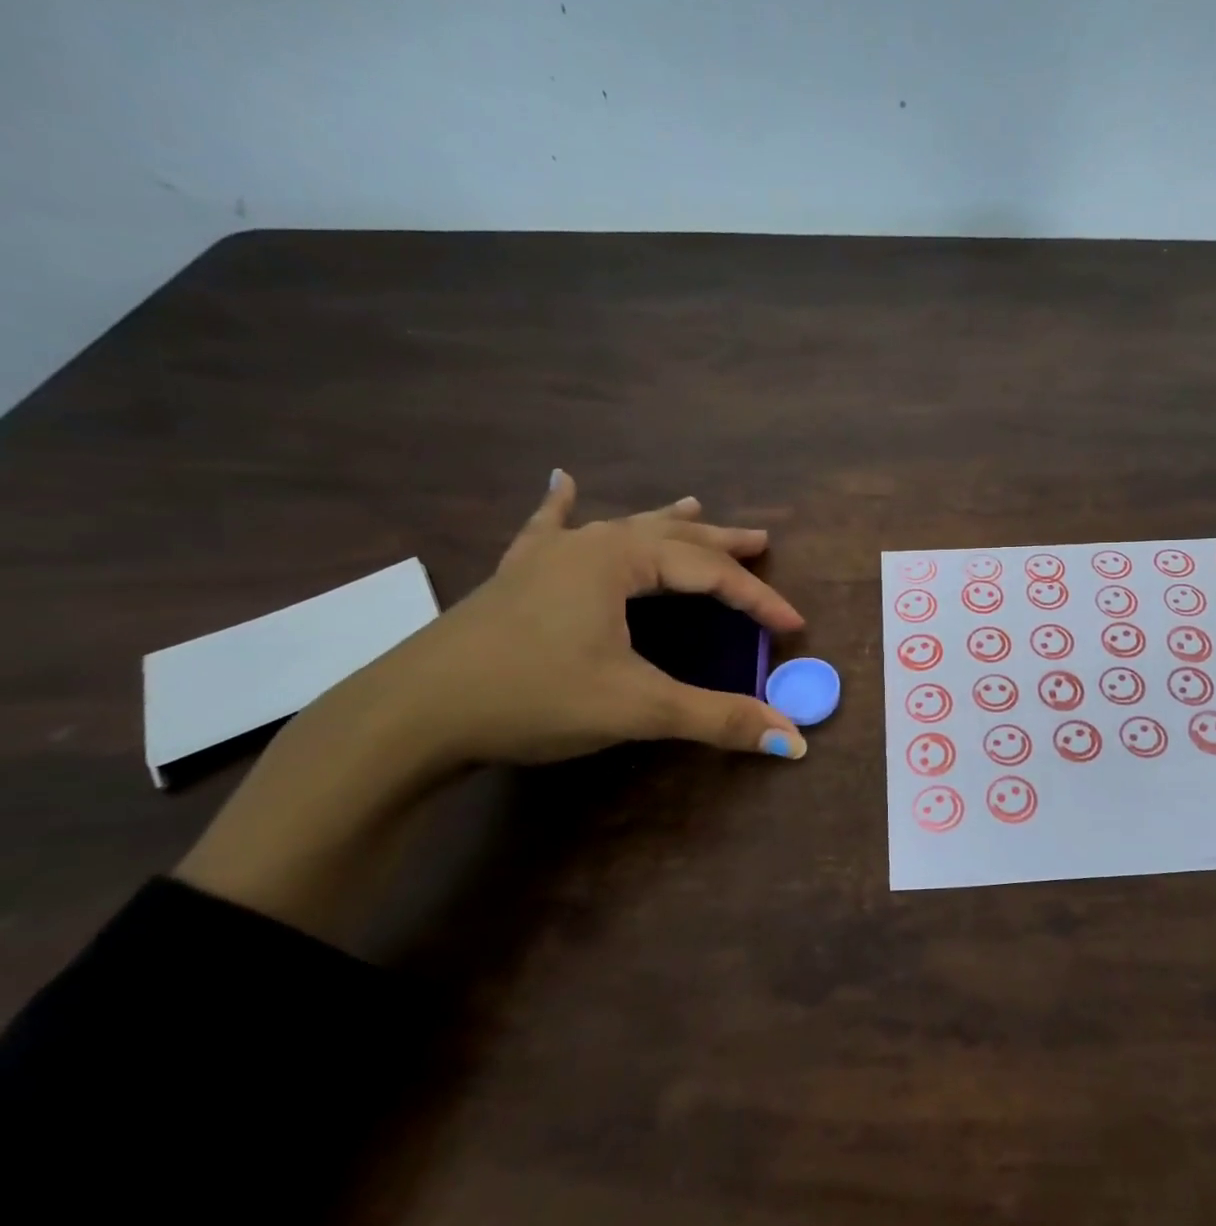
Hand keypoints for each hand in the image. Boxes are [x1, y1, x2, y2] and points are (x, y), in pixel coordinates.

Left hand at [391, 472, 808, 766]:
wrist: (411, 715)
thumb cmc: (532, 697)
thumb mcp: (636, 707)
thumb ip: (717, 718)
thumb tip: (793, 742)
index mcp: (618, 561)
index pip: (708, 574)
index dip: (756, 599)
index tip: (792, 626)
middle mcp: (585, 546)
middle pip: (671, 537)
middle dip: (720, 542)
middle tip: (761, 541)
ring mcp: (544, 559)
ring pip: (620, 528)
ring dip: (664, 523)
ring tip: (695, 506)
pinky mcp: (513, 580)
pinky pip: (546, 531)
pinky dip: (559, 510)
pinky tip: (559, 483)